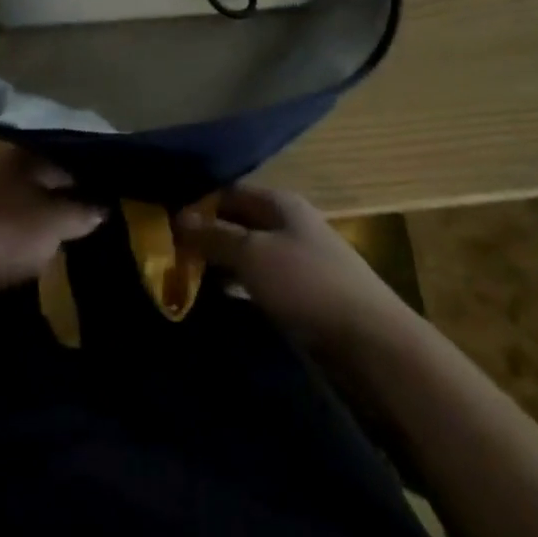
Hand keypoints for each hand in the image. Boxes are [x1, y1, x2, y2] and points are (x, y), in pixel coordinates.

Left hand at [0, 152, 104, 317]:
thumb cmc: (8, 232)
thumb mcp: (56, 221)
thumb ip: (83, 211)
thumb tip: (105, 207)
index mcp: (26, 159)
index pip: (68, 157)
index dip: (94, 173)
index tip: (117, 189)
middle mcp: (9, 173)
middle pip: (50, 182)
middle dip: (75, 197)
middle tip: (108, 213)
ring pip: (35, 206)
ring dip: (55, 220)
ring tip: (86, 234)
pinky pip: (21, 230)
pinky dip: (37, 239)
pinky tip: (56, 251)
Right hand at [175, 186, 404, 358]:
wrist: (373, 344)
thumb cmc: (308, 285)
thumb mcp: (252, 254)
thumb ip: (214, 236)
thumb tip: (177, 218)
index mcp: (280, 203)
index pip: (228, 192)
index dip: (197, 205)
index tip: (164, 227)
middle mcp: (291, 225)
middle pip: (239, 223)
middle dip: (206, 237)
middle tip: (169, 258)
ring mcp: (301, 261)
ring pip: (250, 255)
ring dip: (222, 266)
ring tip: (186, 283)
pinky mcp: (307, 296)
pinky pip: (263, 284)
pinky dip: (241, 290)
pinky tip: (221, 305)